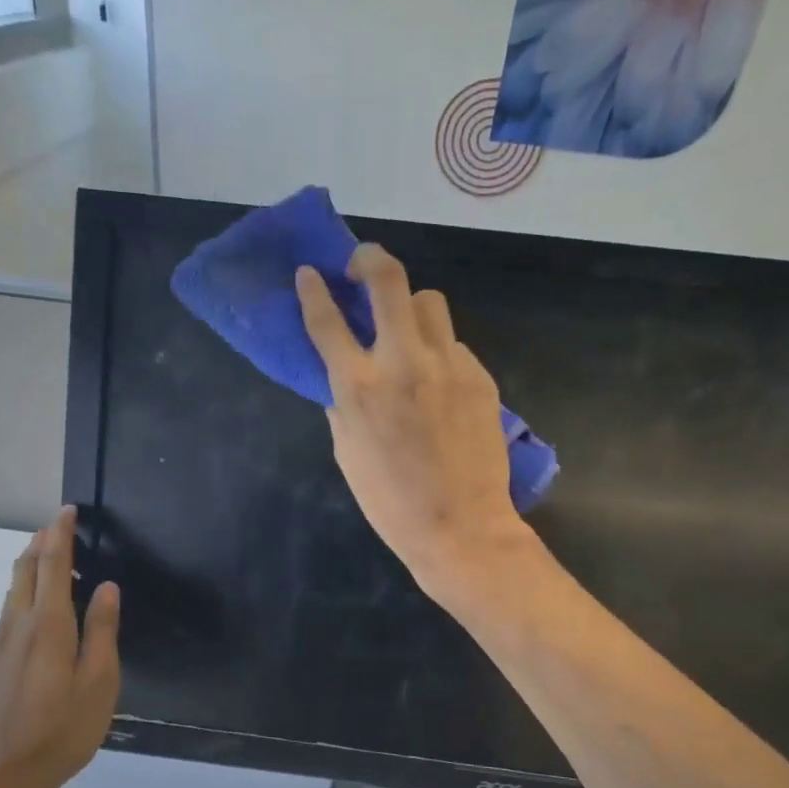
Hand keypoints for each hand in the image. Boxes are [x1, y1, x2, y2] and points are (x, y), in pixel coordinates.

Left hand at [0, 507, 119, 787]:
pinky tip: (38, 611)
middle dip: (41, 542)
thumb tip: (107, 587)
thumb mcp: (98, 683)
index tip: (67, 510)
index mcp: (48, 626)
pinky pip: (8, 613)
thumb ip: (102, 631)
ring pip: (12, 591)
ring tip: (51, 560)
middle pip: (24, 570)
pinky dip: (24, 594)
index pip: (51, 565)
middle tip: (59, 526)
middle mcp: (17, 626)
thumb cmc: (60, 731)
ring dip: (30, 566)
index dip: (59, 534)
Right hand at [297, 245, 536, 603]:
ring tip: (405, 330)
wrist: (461, 528)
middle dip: (369, 259)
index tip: (308, 273)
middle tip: (361, 267)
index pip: (327, 321)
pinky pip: (454, 344)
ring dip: (410, 306)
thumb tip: (340, 377)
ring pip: (430, 302)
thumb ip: (341, 404)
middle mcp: (404, 362)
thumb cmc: (391, 503)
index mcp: (360, 387)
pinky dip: (439, 351)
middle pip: (388, 280)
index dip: (313, 291)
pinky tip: (438, 382)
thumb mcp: (348, 454)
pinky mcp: (480, 377)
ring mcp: (448, 365)